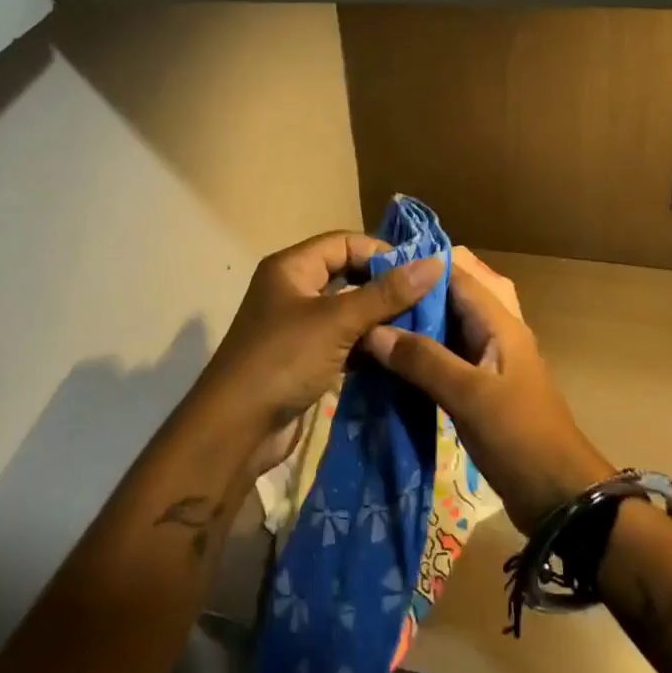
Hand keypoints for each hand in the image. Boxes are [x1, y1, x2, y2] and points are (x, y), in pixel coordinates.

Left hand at [196, 231, 444, 457]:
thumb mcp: (337, 321)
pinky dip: (367, 346)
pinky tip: (396, 355)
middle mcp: (293, 289)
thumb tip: (435, 263)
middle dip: (385, 287)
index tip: (422, 274)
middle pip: (348, 275)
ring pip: (348, 311)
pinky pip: (343, 341)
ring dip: (379, 320)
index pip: (345, 243)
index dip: (383, 253)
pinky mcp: (304, 359)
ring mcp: (298, 326)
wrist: (235, 430)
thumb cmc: (283, 360)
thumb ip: (386, 294)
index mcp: (292, 267)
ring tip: (421, 329)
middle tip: (428, 302)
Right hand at [365, 246, 612, 533]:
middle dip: (410, 297)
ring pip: (443, 330)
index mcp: (499, 323)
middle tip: (365, 298)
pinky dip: (418, 356)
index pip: (455, 275)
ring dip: (411, 327)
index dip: (417, 266)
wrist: (559, 497)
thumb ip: (423, 360)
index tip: (374, 265)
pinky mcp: (478, 389)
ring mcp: (486, 362)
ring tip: (367, 325)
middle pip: (448, 300)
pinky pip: (443, 359)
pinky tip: (387, 364)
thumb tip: (373, 330)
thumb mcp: (469, 395)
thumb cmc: (520, 437)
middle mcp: (493, 333)